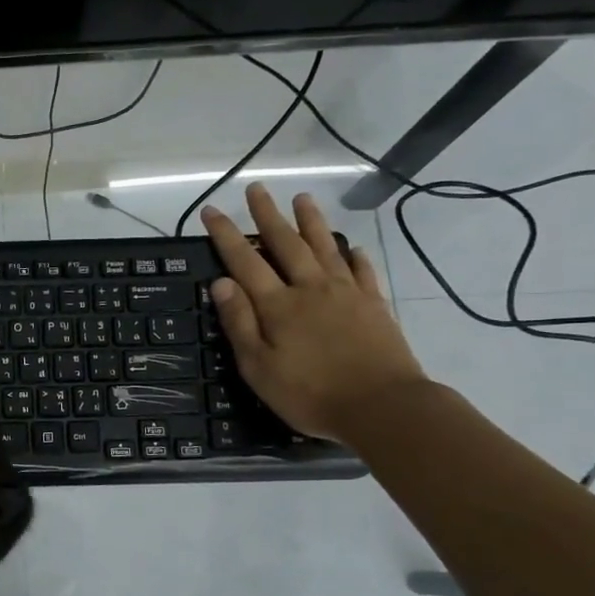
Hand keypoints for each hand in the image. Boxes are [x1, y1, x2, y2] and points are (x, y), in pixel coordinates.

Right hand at [202, 185, 428, 441]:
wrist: (382, 406)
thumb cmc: (310, 394)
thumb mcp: (258, 367)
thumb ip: (239, 323)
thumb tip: (220, 283)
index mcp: (278, 305)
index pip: (245, 261)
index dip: (226, 235)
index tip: (212, 210)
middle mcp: (310, 288)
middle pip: (285, 243)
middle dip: (267, 215)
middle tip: (256, 188)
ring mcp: (346, 293)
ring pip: (324, 247)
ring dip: (311, 222)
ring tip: (302, 198)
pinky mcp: (374, 304)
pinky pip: (362, 271)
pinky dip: (355, 255)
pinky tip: (352, 246)